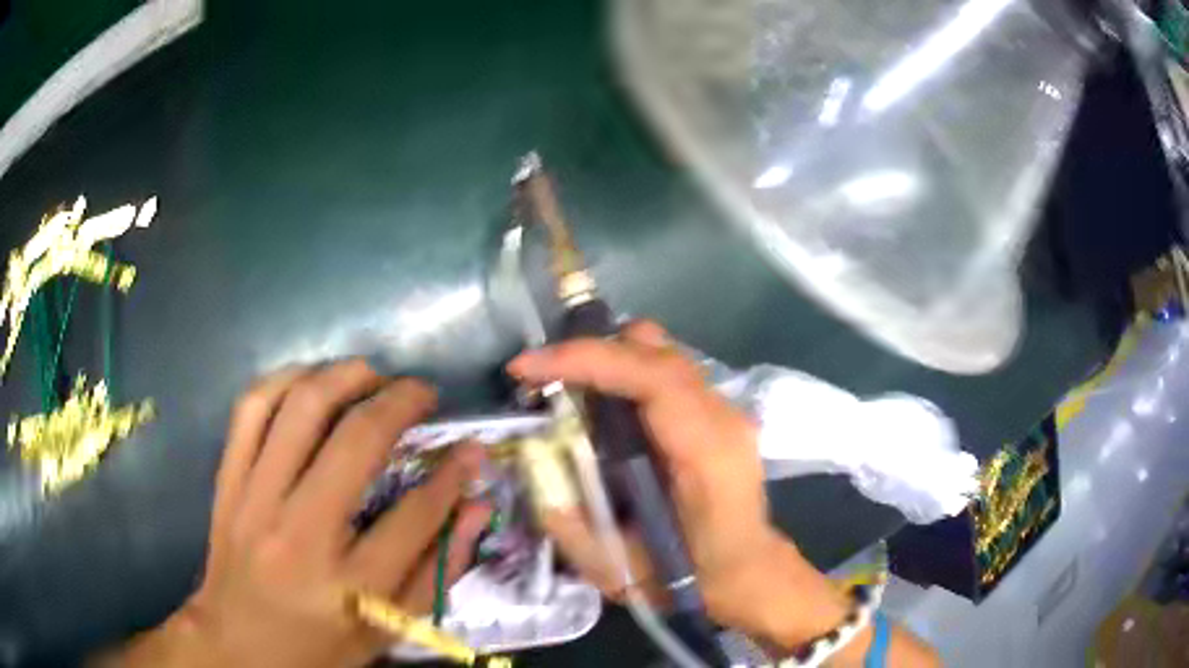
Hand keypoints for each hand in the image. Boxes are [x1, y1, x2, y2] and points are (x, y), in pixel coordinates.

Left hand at [103, 360, 489, 667]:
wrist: (237, 644)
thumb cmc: (320, 646)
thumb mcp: (389, 631)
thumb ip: (436, 572)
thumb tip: (475, 507)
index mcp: (350, 587)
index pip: (414, 514)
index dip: (451, 474)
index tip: (469, 448)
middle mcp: (300, 534)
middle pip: (356, 442)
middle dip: (401, 402)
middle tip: (423, 394)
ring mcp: (255, 500)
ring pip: (299, 408)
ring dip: (344, 377)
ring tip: (372, 375)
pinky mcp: (227, 483)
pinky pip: (250, 410)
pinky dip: (284, 380)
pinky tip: (310, 381)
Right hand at [507, 321, 848, 646]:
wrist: (747, 573)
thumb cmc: (689, 578)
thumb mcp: (617, 568)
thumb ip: (567, 521)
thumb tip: (531, 464)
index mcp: (706, 455)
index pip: (652, 379)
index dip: (587, 360)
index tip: (527, 367)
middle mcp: (723, 419)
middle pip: (657, 350)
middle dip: (591, 352)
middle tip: (541, 378)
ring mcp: (726, 411)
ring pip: (662, 354)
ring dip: (609, 360)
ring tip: (566, 387)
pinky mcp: (719, 413)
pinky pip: (667, 372)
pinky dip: (627, 374)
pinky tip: (603, 405)